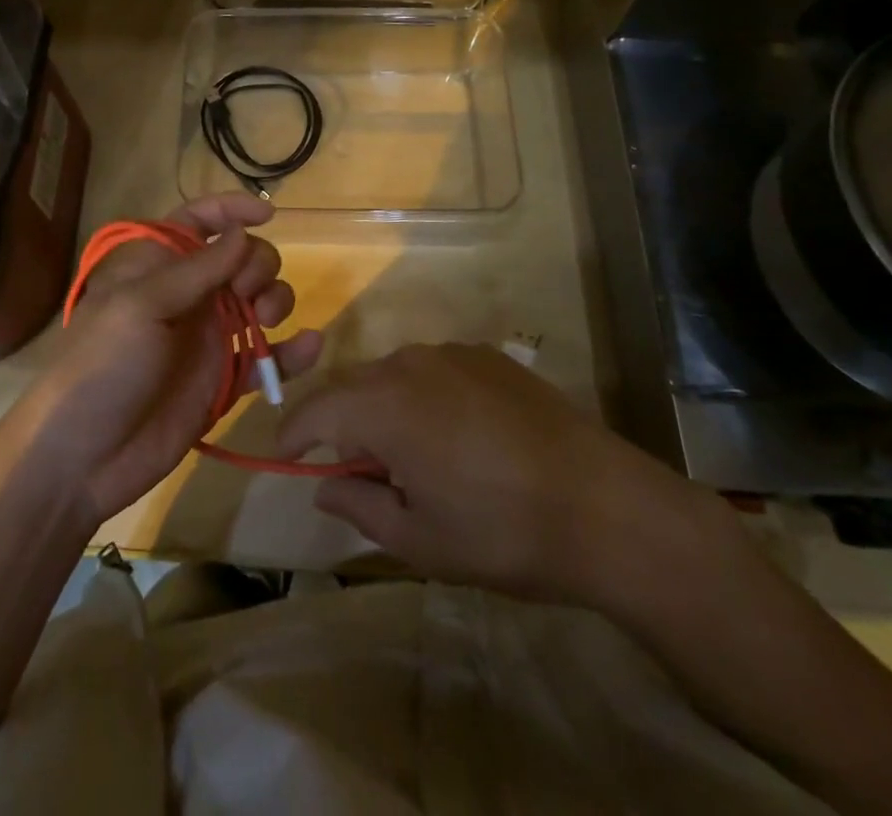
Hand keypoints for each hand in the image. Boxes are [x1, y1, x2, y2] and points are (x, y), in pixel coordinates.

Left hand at [20, 194, 322, 523]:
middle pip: (242, 258)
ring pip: (260, 301)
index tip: (267, 214)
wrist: (82, 458)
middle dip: (257, 263)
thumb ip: (198, 269)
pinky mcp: (224, 380)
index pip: (199, 220)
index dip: (231, 209)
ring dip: (277, 300)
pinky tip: (311, 346)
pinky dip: (292, 352)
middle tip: (245, 291)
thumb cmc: (102, 366)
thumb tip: (242, 232)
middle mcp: (189, 295)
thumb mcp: (142, 306)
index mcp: (159, 266)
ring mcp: (209, 338)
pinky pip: (268, 358)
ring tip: (265, 320)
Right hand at [276, 343, 731, 611]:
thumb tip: (324, 487)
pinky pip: (435, 369)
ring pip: (394, 374)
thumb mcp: (419, 540)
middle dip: (342, 423)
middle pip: (354, 385)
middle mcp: (410, 362)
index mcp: (384, 405)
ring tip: (413, 456)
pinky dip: (425, 395)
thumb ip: (360, 506)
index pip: (317, 409)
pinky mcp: (489, 354)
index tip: (287, 456)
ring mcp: (453, 352)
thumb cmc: (501, 531)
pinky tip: (458, 435)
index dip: (294, 432)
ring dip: (386, 407)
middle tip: (358, 470)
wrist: (605, 505)